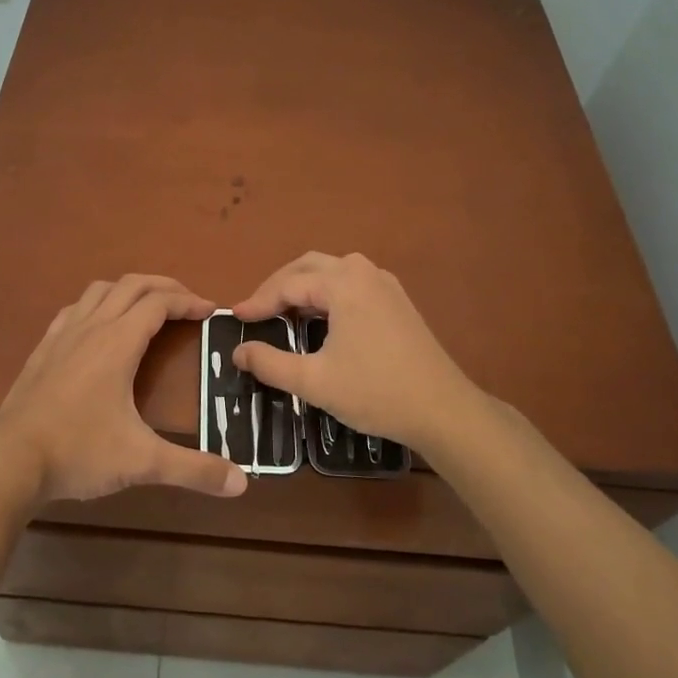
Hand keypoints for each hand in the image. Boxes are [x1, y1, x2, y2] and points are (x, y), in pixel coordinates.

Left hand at [0, 275, 247, 504]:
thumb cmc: (79, 453)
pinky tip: (98, 325)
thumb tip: (241, 483)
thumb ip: (193, 470)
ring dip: (129, 289)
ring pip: (100, 290)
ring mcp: (63, 335)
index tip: (211, 310)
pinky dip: (96, 304)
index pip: (159, 303)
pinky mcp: (43, 349)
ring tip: (148, 307)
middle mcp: (91, 328)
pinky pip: (74, 309)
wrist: (10, 461)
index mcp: (118, 343)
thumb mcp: (141, 462)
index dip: (188, 301)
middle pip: (131, 285)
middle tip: (188, 302)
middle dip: (164, 286)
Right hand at [231, 252, 483, 460]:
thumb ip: (270, 364)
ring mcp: (385, 284)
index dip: (258, 302)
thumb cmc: (375, 392)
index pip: (288, 284)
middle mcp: (364, 272)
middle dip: (278, 286)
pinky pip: (351, 284)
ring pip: (332, 272)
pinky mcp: (397, 300)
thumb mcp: (314, 381)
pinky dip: (326, 294)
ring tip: (281, 313)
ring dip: (302, 287)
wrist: (443, 410)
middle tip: (255, 311)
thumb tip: (239, 352)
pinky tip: (319, 319)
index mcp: (343, 283)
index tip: (234, 318)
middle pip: (309, 266)